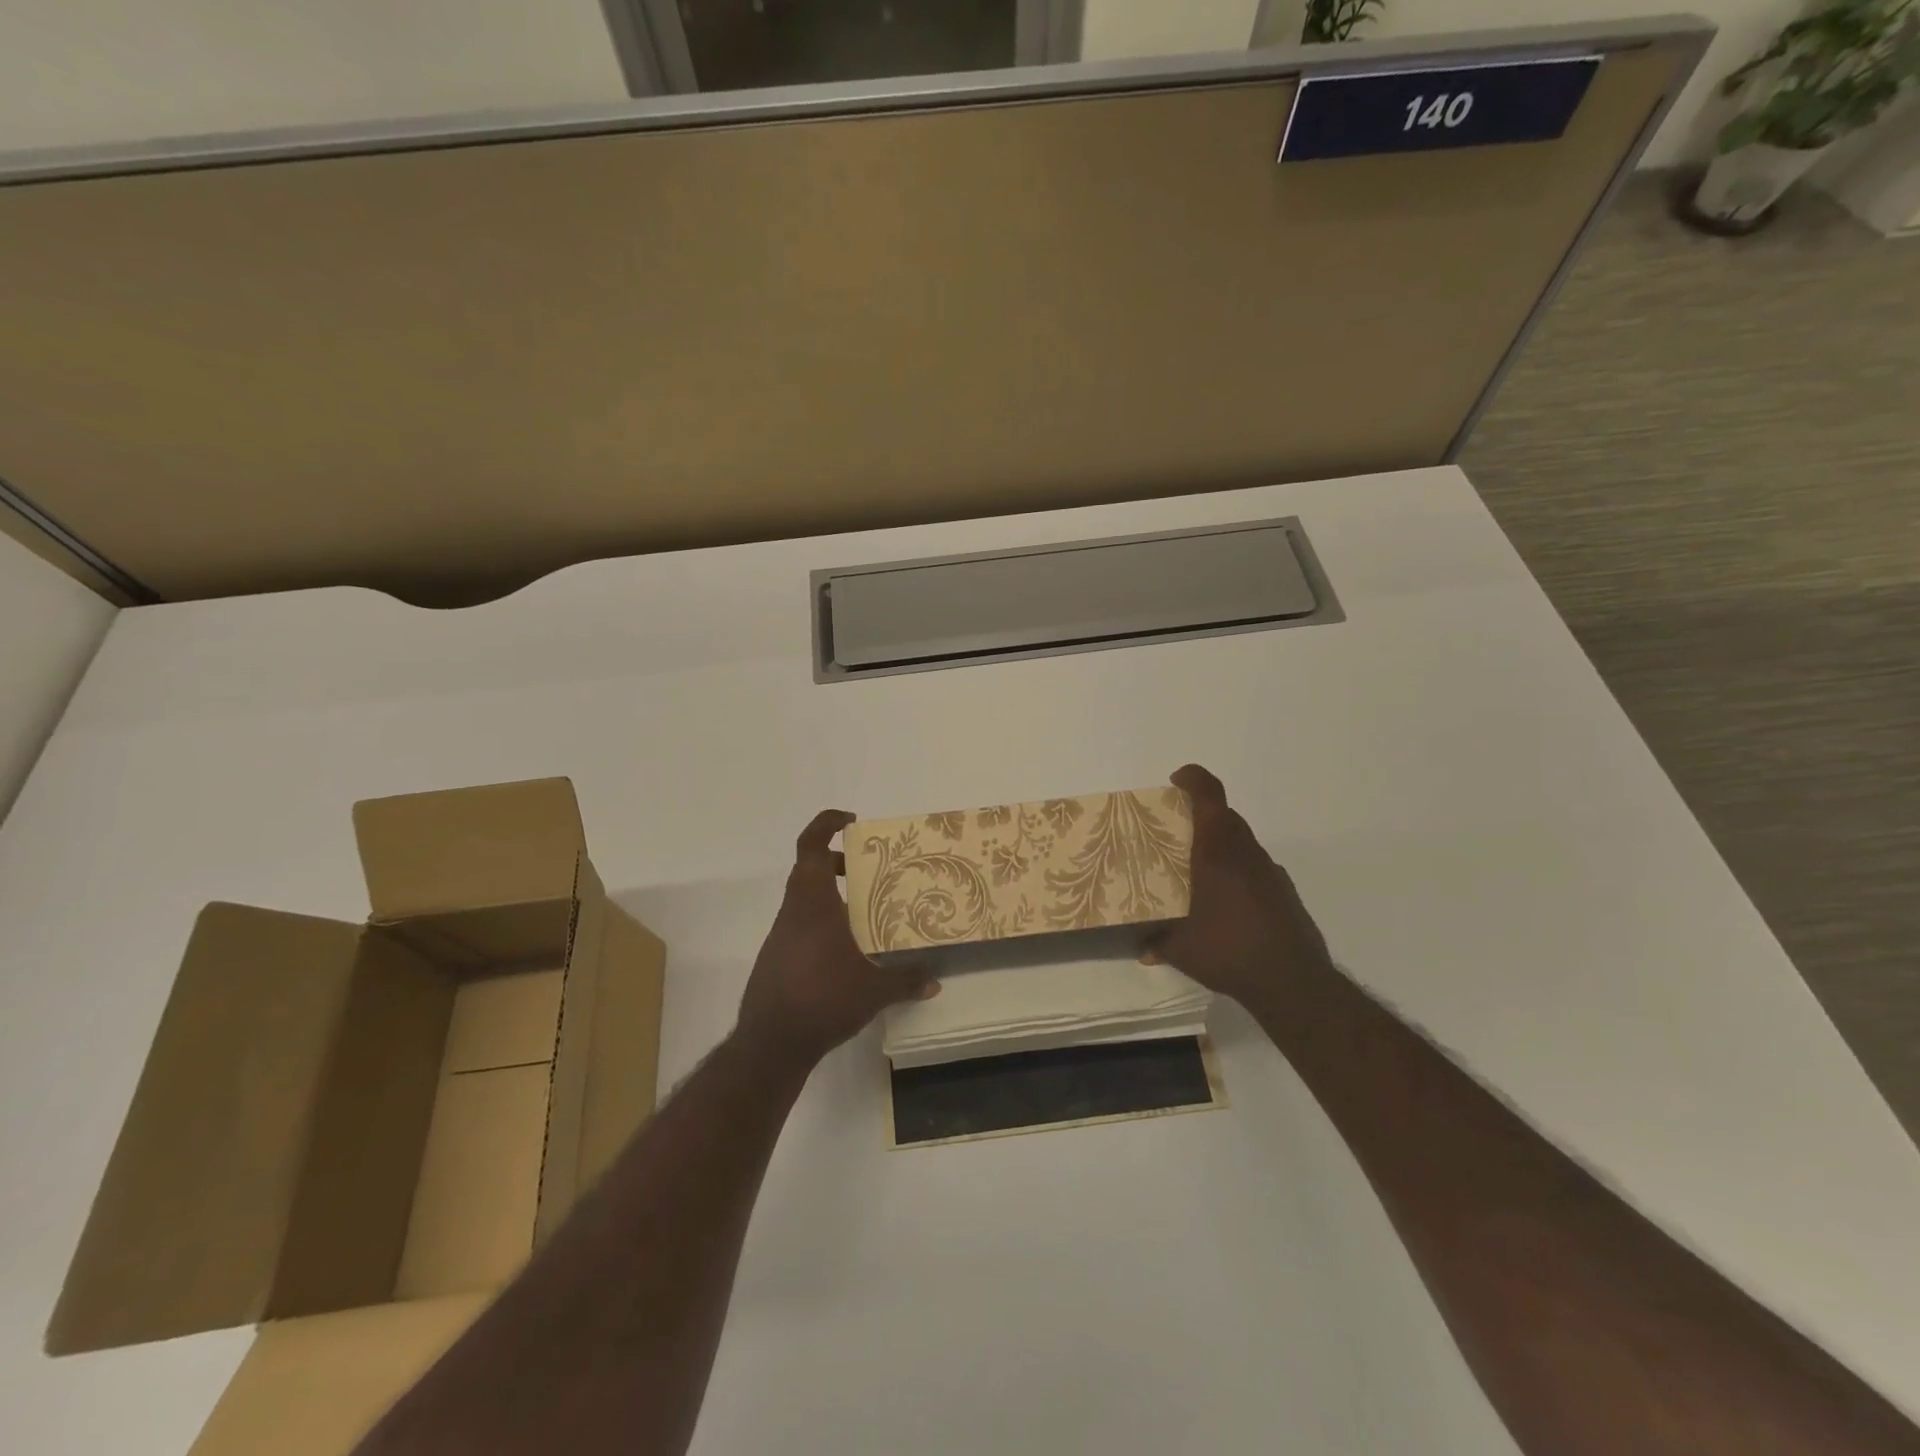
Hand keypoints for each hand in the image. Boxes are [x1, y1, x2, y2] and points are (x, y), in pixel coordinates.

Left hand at [736, 809, 940, 1070]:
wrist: (770, 1042)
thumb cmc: (822, 1000)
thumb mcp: (873, 992)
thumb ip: (905, 981)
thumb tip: (935, 980)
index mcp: (813, 903)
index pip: (811, 846)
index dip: (826, 823)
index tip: (851, 820)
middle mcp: (794, 911)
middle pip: (809, 869)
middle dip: (837, 861)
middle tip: (869, 868)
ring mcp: (781, 934)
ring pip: (804, 897)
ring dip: (830, 893)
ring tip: (864, 908)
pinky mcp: (776, 956)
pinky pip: (800, 922)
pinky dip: (821, 920)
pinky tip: (844, 946)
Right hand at [1151, 764, 1333, 1017]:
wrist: (1293, 982)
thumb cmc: (1228, 951)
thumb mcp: (1181, 949)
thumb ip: (1158, 942)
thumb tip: (1143, 948)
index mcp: (1217, 852)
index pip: (1210, 796)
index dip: (1194, 779)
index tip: (1176, 780)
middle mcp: (1246, 853)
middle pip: (1225, 816)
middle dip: (1201, 815)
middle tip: (1176, 831)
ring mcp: (1270, 872)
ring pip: (1242, 842)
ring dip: (1220, 845)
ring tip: (1198, 872)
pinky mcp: (1285, 892)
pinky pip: (1255, 867)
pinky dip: (1238, 872)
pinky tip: (1227, 905)